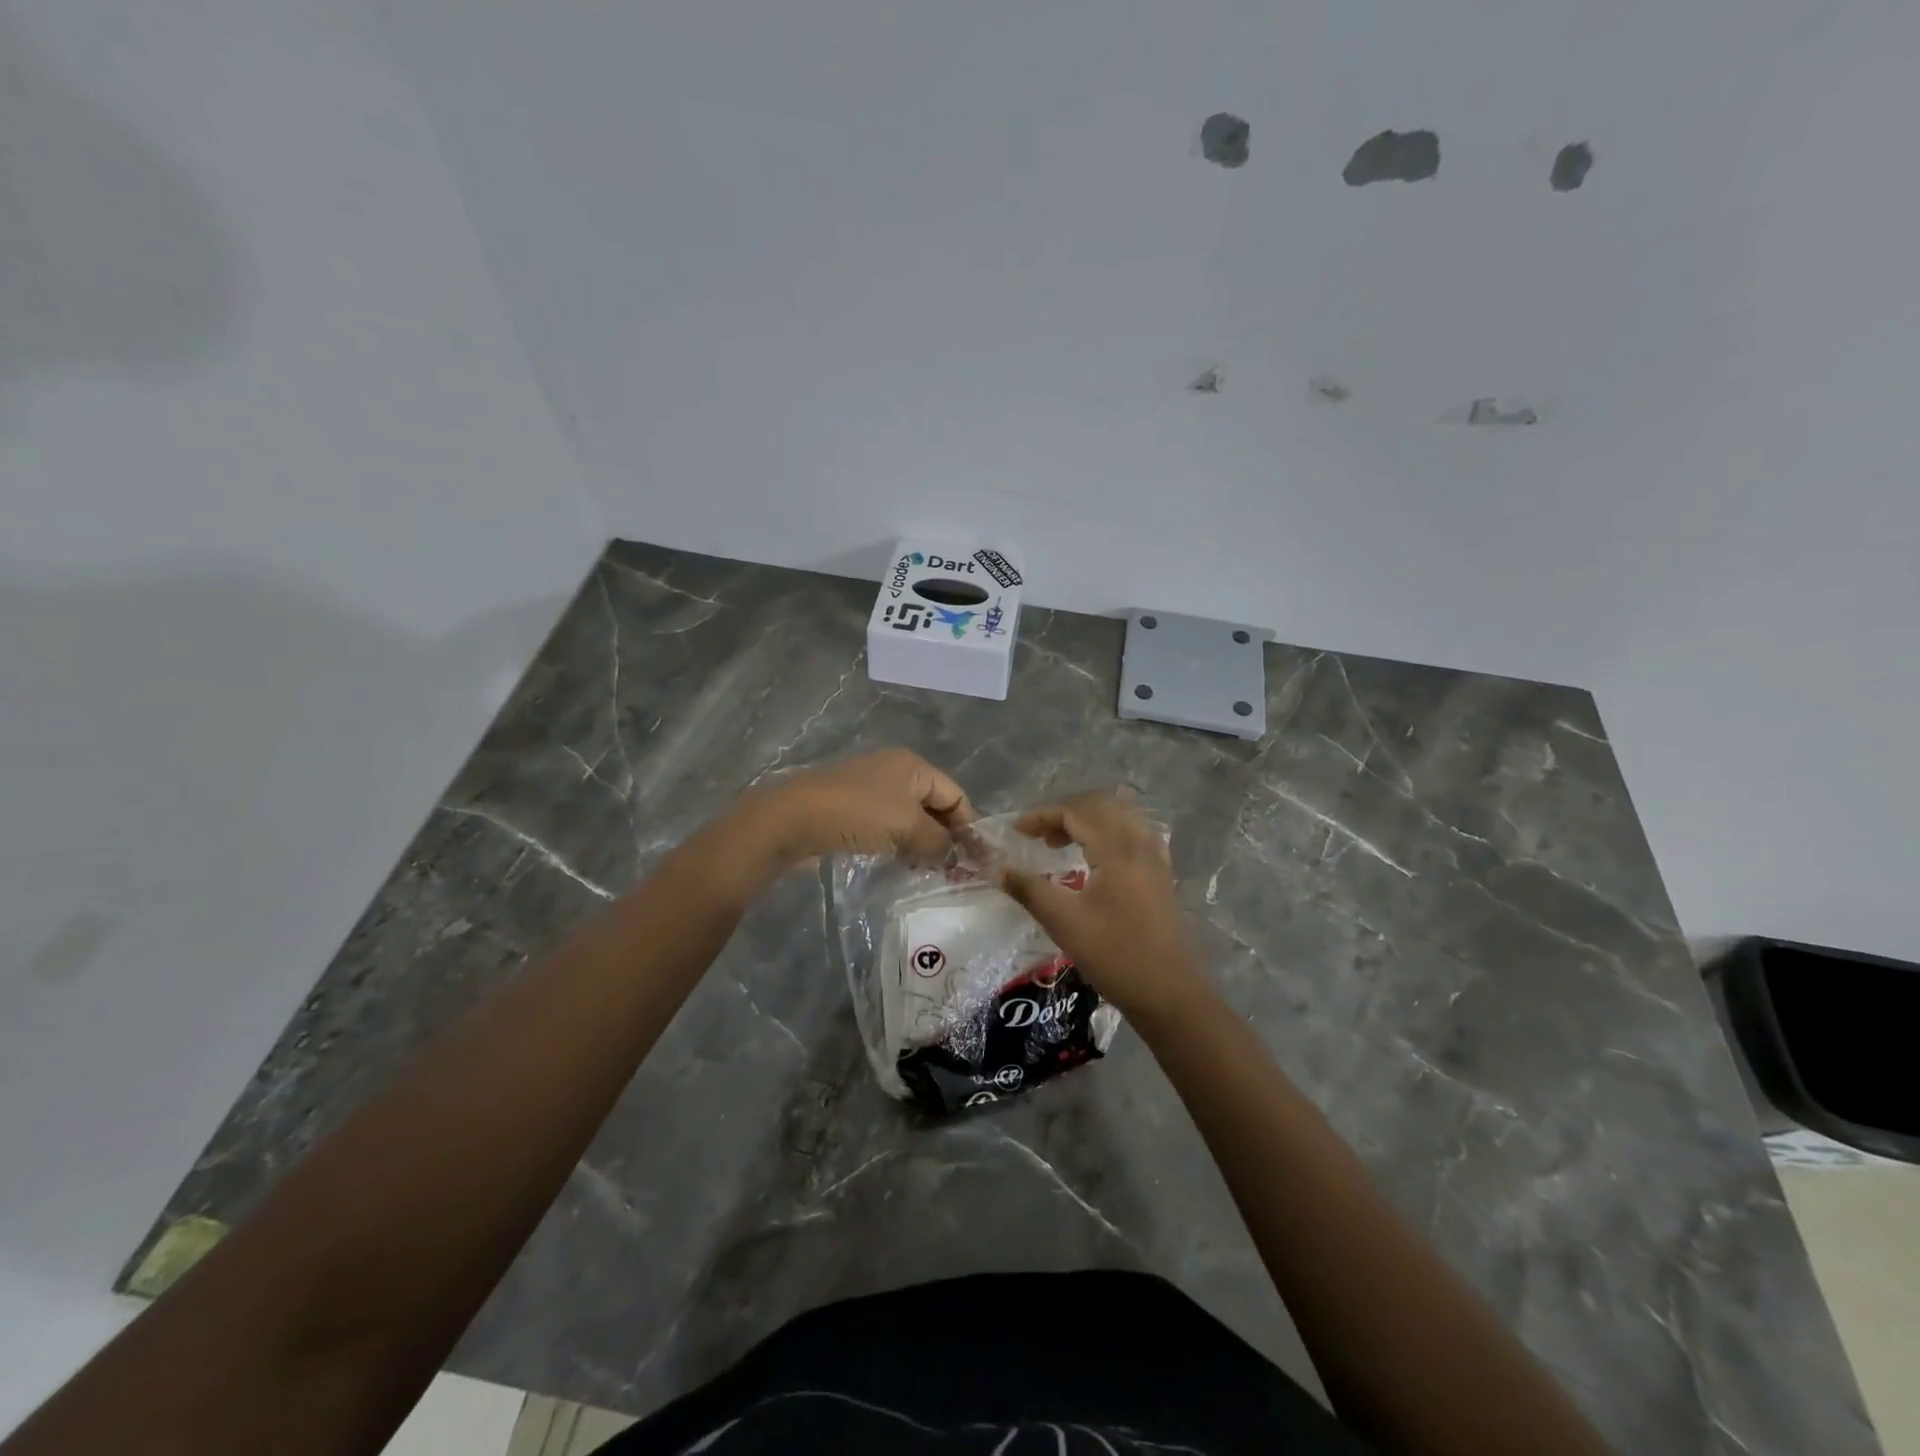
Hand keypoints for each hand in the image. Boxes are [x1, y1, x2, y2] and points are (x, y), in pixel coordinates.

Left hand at [745, 748, 974, 865]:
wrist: (792, 819)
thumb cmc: (858, 814)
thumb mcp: (907, 826)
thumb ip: (938, 842)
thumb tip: (955, 857)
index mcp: (914, 766)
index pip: (956, 794)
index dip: (969, 826)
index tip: (977, 861)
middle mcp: (896, 772)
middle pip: (935, 806)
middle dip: (947, 836)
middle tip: (957, 871)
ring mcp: (872, 790)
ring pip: (911, 819)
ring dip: (923, 844)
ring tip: (932, 872)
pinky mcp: (853, 811)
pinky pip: (889, 827)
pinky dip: (900, 844)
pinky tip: (902, 865)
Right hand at [999, 792, 1203, 1022]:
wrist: (1168, 993)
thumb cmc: (1114, 956)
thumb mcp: (1064, 923)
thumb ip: (1029, 890)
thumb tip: (999, 869)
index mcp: (1117, 850)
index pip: (1077, 811)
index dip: (1043, 815)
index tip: (1017, 832)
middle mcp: (1139, 844)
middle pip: (1100, 805)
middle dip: (1064, 812)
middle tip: (1038, 835)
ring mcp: (1155, 858)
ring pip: (1119, 816)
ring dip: (1087, 819)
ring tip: (1061, 843)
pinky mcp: (1161, 874)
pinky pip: (1134, 833)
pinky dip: (1109, 832)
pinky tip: (1095, 856)